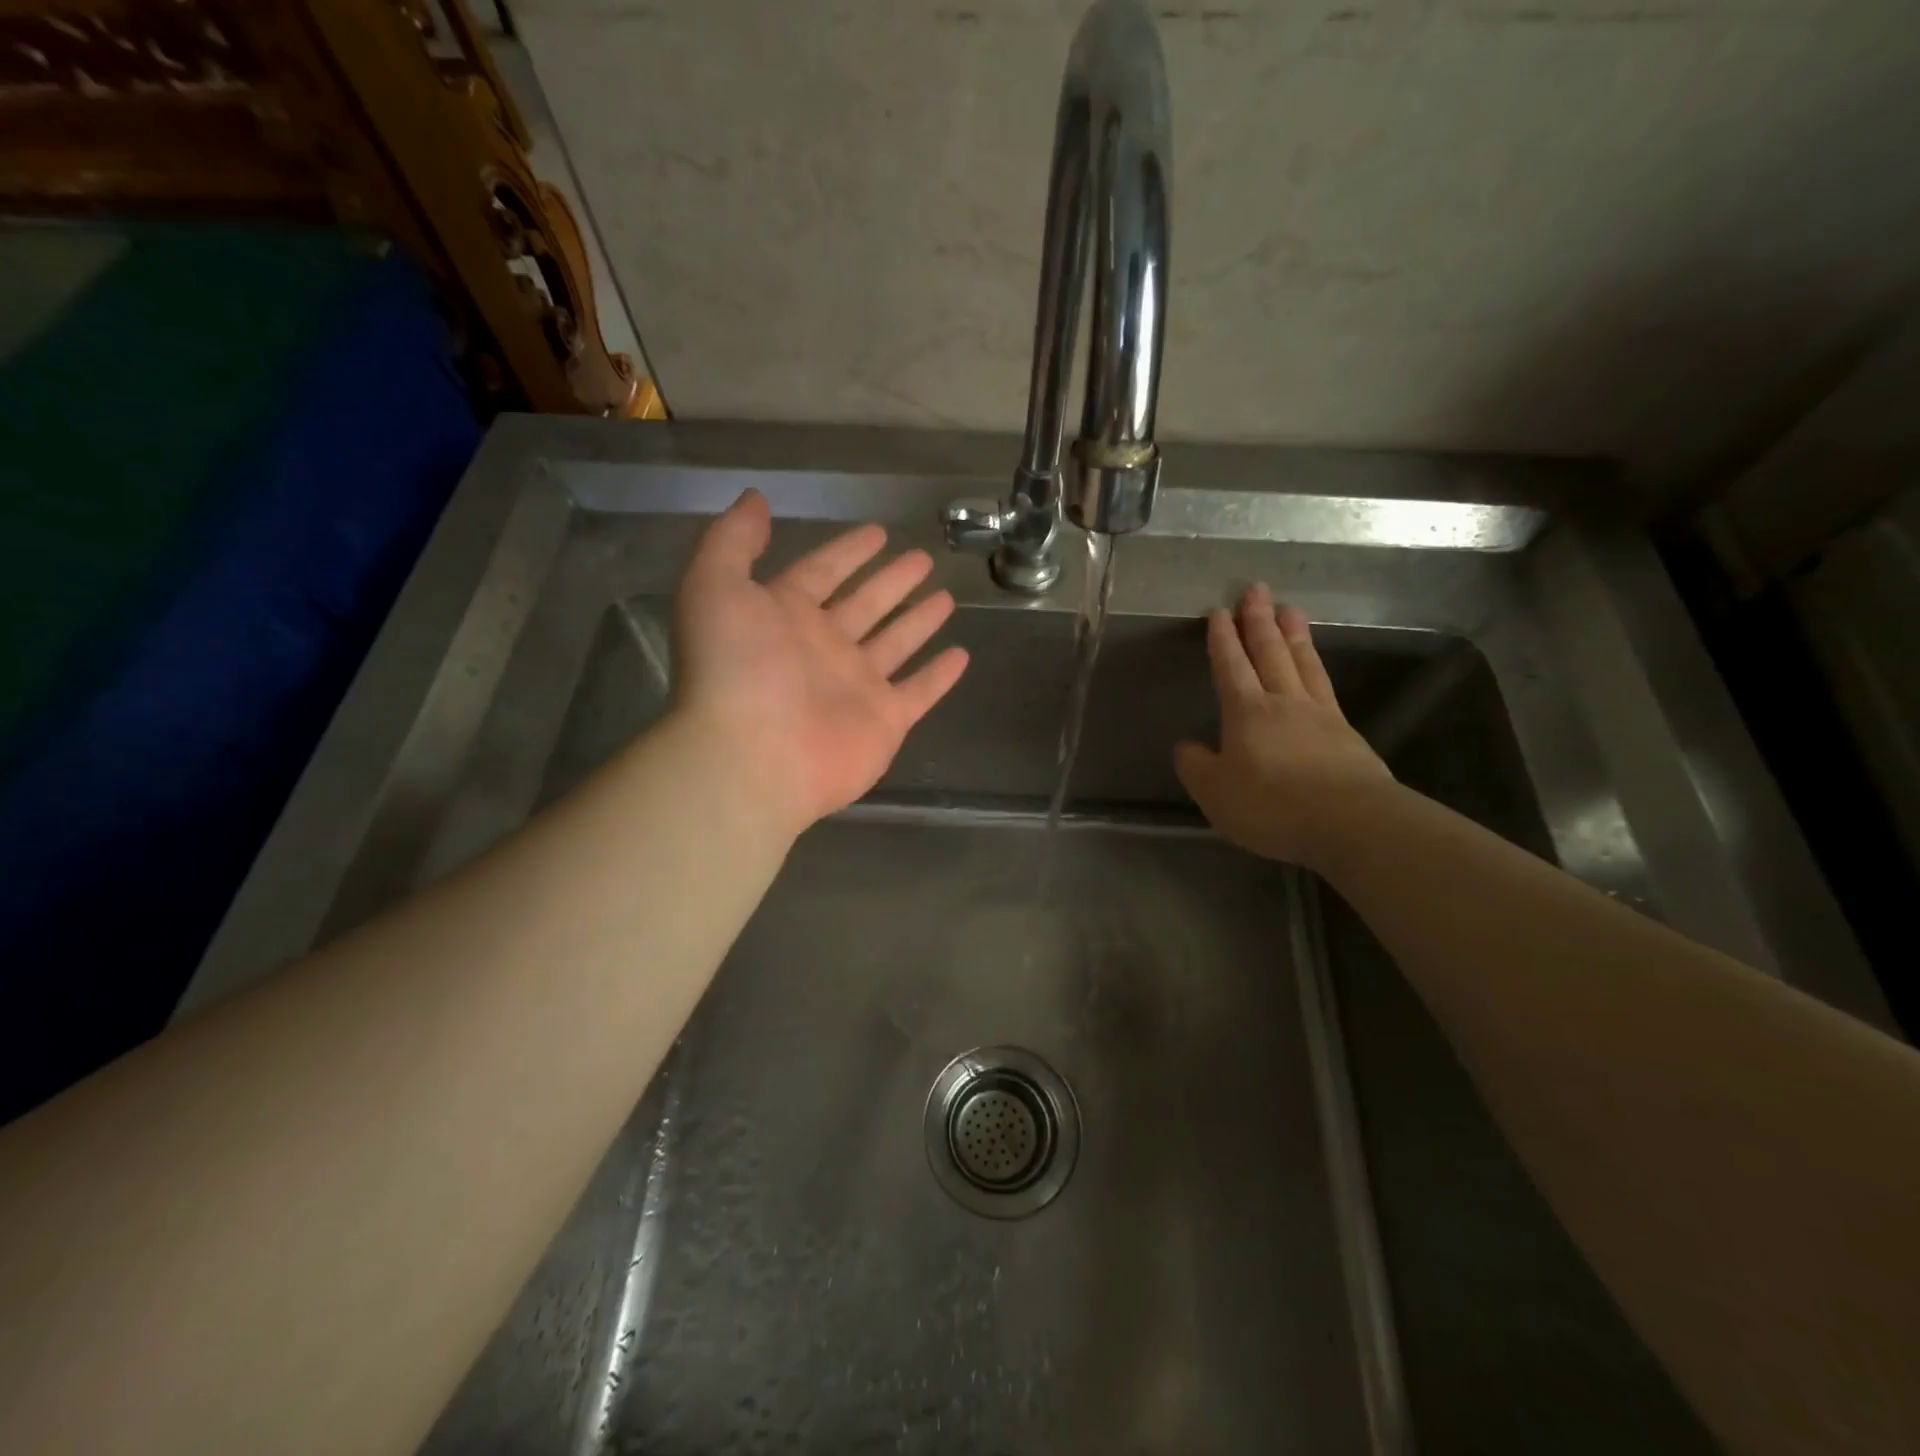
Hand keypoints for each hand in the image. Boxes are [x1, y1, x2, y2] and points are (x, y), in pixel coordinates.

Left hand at [671, 489, 968, 837]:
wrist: (751, 757)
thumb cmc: (733, 668)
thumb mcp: (714, 586)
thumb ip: (732, 541)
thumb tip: (754, 499)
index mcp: (784, 616)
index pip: (822, 573)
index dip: (847, 552)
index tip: (877, 532)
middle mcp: (822, 648)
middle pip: (865, 605)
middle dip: (891, 581)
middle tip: (923, 557)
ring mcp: (856, 687)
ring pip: (895, 644)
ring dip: (918, 621)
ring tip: (947, 597)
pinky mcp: (884, 721)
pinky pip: (918, 692)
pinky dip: (939, 677)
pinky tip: (961, 655)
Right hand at [1174, 584, 1393, 867]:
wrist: (1350, 823)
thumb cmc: (1271, 805)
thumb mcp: (1214, 792)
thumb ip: (1196, 766)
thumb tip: (1188, 746)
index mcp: (1247, 712)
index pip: (1231, 666)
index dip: (1223, 640)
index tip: (1218, 612)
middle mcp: (1284, 703)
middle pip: (1270, 652)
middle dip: (1259, 620)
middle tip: (1256, 589)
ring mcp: (1320, 715)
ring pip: (1303, 663)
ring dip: (1294, 634)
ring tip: (1290, 609)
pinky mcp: (1347, 734)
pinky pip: (1326, 687)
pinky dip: (1317, 668)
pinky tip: (1316, 667)